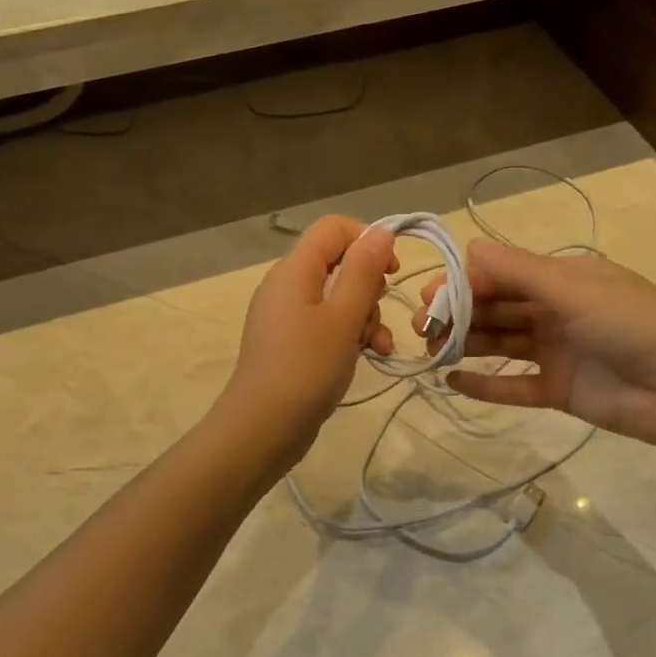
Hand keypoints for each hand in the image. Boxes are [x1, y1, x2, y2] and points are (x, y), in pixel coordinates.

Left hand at [220, 216, 396, 464]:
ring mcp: (287, 315)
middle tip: (378, 316)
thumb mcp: (344, 317)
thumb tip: (380, 231)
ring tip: (379, 346)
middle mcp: (287, 285)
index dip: (368, 240)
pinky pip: (327, 323)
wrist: (263, 427)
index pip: (334, 228)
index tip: (392, 271)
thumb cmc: (307, 368)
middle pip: (339, 263)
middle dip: (369, 287)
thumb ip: (363, 271)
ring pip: (337, 297)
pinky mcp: (291, 341)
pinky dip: (350, 333)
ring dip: (365, 316)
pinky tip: (370, 355)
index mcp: (295, 270)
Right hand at [412, 239, 655, 449]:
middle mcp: (556, 309)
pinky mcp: (559, 389)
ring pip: (501, 342)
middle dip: (458, 314)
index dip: (464, 284)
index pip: (501, 274)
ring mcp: (557, 350)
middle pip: (496, 308)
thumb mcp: (574, 289)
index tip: (430, 298)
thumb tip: (467, 248)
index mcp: (563, 278)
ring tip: (430, 352)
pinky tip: (453, 382)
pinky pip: (514, 384)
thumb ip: (518, 271)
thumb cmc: (631, 324)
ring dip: (466, 345)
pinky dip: (485, 383)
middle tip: (422, 329)